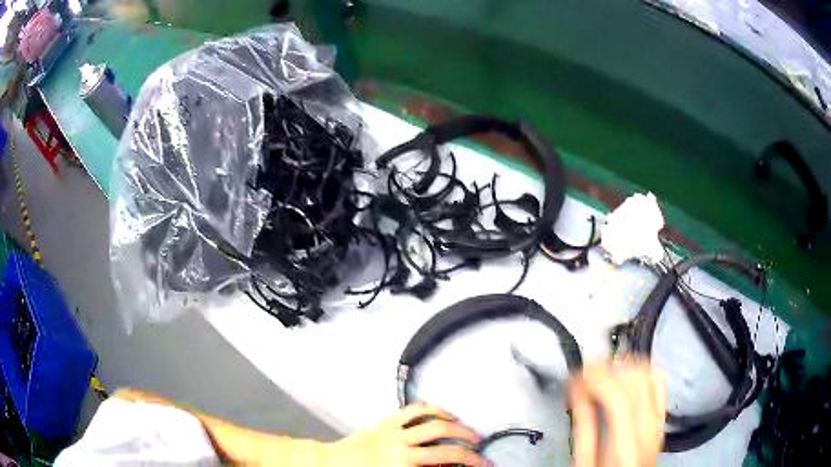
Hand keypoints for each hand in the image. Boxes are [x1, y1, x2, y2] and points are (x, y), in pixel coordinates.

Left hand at [327, 404, 486, 465]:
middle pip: (446, 449)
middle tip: (483, 458)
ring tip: (473, 435)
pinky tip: (447, 414)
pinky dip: (435, 410)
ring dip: (459, 430)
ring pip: (436, 425)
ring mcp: (395, 432)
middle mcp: (401, 450)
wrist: (331, 463)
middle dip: (470, 454)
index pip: (443, 465)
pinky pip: (416, 410)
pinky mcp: (388, 421)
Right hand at [569, 360, 665, 466]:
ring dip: (624, 366)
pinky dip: (642, 370)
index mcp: (629, 444)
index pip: (618, 396)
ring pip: (649, 374)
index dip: (597, 378)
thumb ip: (585, 427)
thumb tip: (579, 393)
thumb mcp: (586, 461)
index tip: (578, 375)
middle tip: (586, 373)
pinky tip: (627, 372)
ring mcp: (659, 420)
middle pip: (635, 381)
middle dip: (608, 368)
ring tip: (603, 371)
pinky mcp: (661, 416)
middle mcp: (650, 428)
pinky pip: (659, 382)